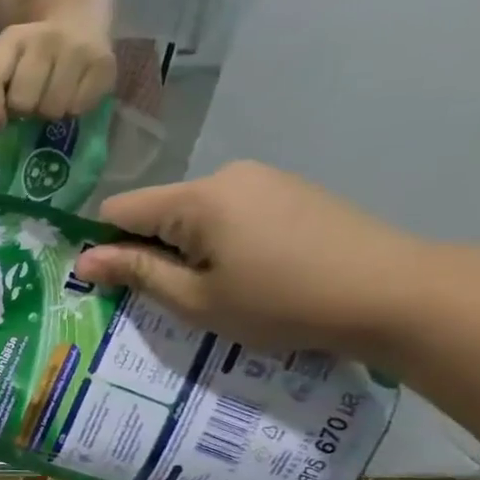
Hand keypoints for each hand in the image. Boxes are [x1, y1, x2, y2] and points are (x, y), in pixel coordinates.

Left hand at [0, 15, 116, 126]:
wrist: (79, 10)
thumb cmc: (34, 49)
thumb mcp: (6, 56)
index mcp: (13, 38)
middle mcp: (46, 39)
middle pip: (22, 101)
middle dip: (23, 110)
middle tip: (31, 101)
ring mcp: (78, 50)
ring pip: (51, 109)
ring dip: (48, 111)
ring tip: (52, 96)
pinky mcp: (104, 63)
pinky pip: (79, 108)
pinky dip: (73, 109)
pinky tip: (73, 93)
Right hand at [72, 161, 426, 358]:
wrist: (397, 294)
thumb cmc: (283, 303)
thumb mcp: (197, 300)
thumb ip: (137, 273)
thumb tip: (83, 260)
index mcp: (197, 198)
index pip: (119, 210)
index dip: (104, 246)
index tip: (112, 284)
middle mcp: (226, 176)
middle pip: (157, 209)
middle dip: (148, 249)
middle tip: (169, 297)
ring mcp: (263, 180)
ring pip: (194, 213)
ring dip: (186, 248)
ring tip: (214, 290)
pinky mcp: (290, 191)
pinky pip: (229, 212)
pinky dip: (220, 241)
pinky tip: (249, 273)